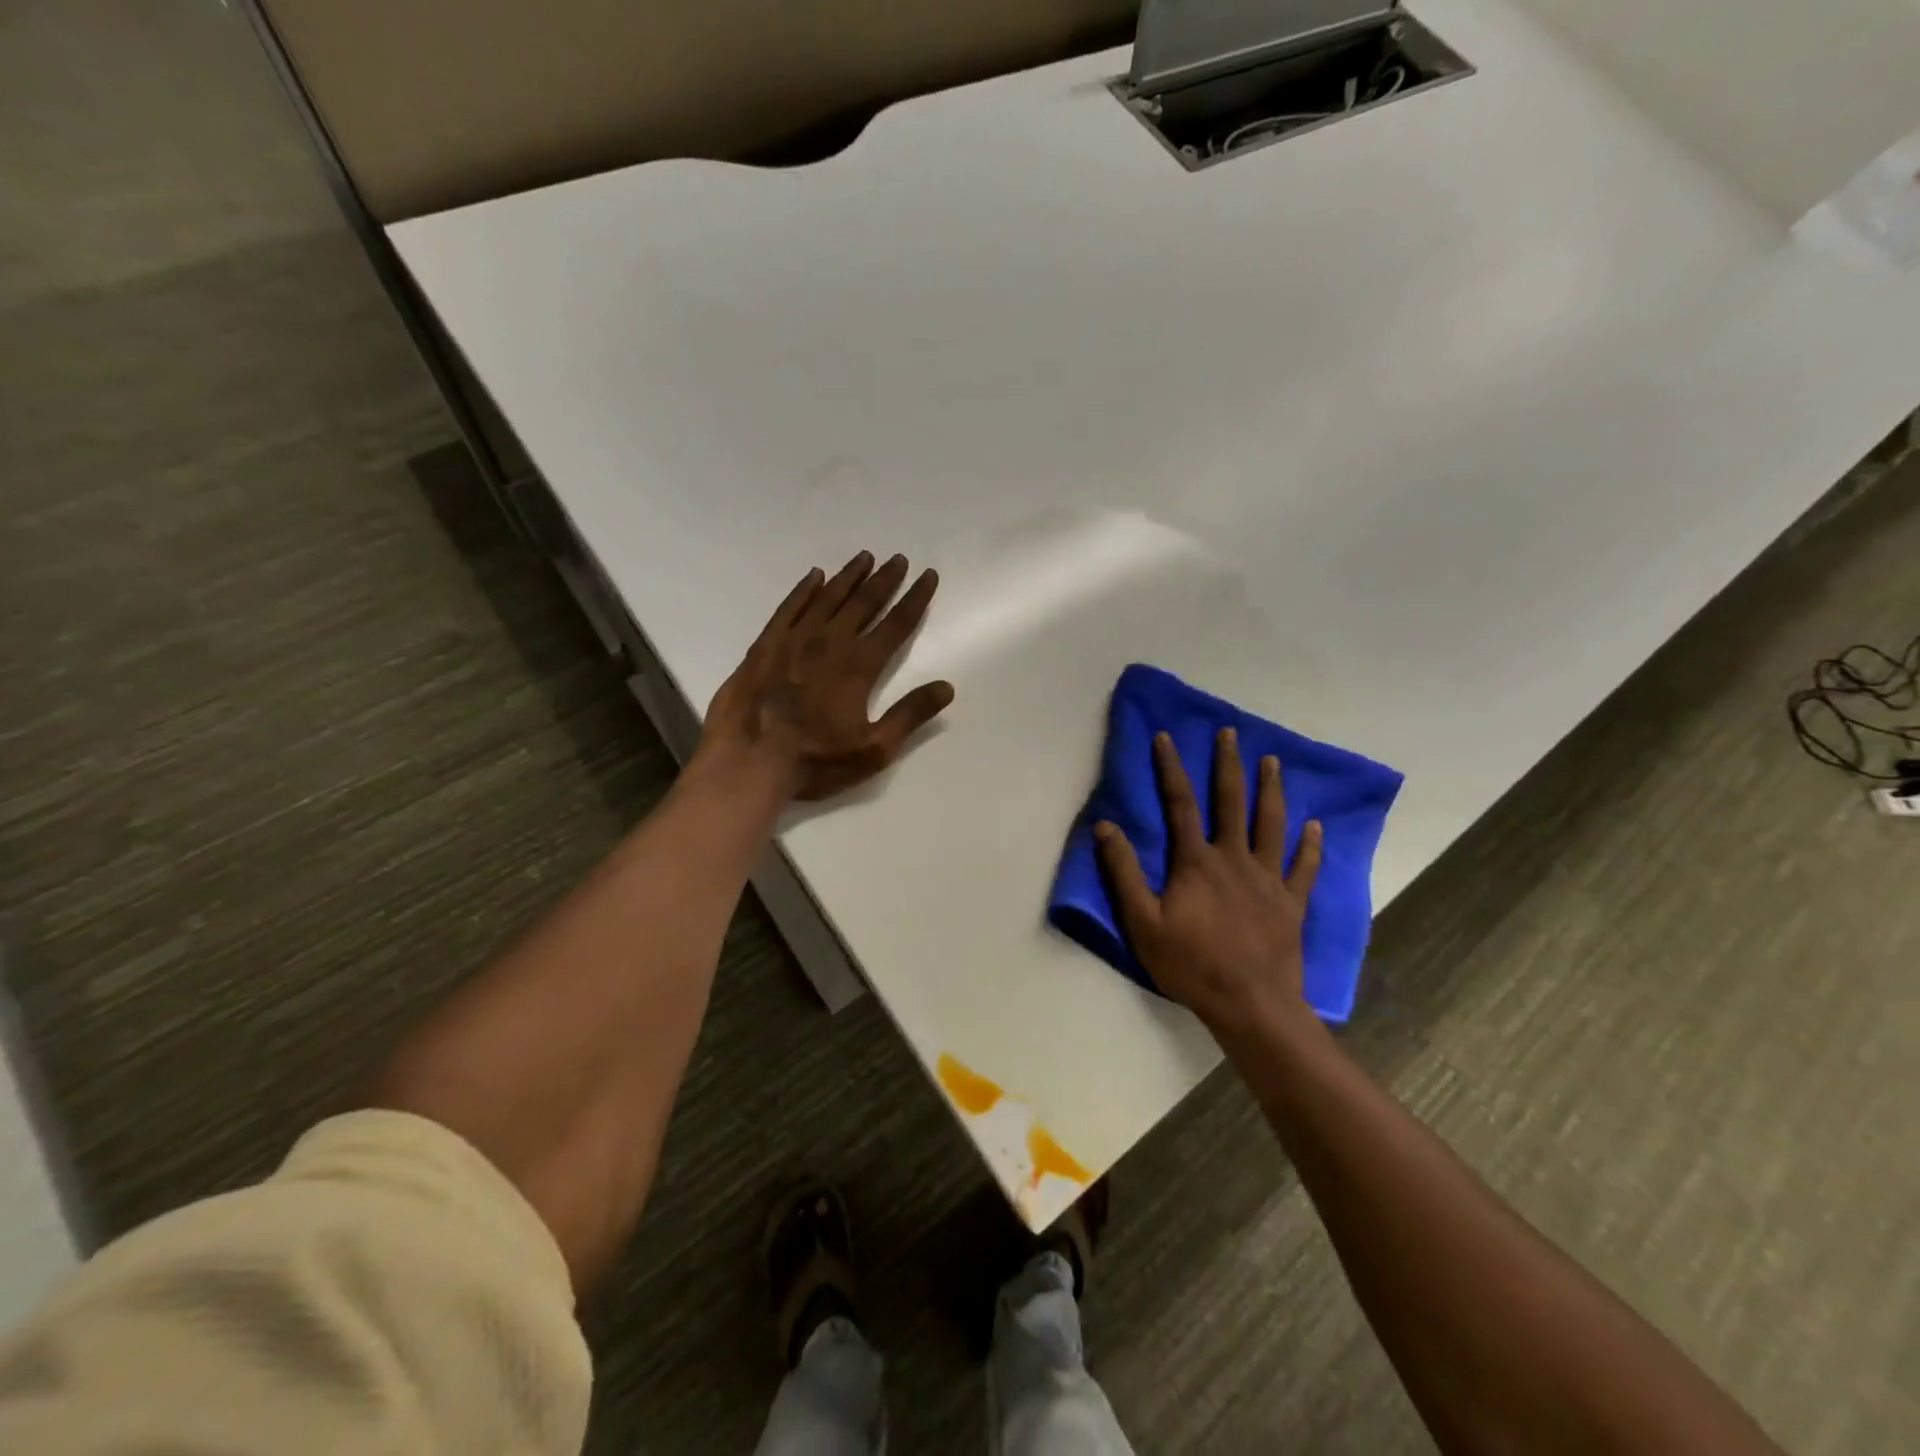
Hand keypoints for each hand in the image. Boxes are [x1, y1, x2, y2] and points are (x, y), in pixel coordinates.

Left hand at [702, 551, 955, 800]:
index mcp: (859, 666)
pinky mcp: (765, 645)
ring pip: (828, 598)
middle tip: (899, 559)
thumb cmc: (815, 761)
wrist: (748, 761)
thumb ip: (910, 715)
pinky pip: (789, 607)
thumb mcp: (873, 749)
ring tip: (865, 557)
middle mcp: (829, 642)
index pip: (896, 624)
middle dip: (885, 579)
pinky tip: (814, 577)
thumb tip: (946, 687)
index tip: (928, 576)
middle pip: (864, 602)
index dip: (915, 598)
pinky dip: (804, 590)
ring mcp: (793, 640)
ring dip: (849, 576)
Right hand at [1095, 728, 1322, 1036]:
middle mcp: (1234, 859)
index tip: (1167, 737)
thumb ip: (1123, 873)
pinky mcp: (1291, 903)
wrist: (1251, 1004)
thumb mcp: (1142, 922)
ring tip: (1273, 762)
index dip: (1171, 769)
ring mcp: (1267, 880)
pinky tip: (1315, 826)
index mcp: (1196, 862)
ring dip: (1271, 790)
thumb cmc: (1191, 964)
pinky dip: (1310, 845)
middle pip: (1231, 802)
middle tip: (1231, 733)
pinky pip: (1303, 867)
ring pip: (1271, 824)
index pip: (1180, 804)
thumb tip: (1105, 826)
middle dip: (1228, 764)